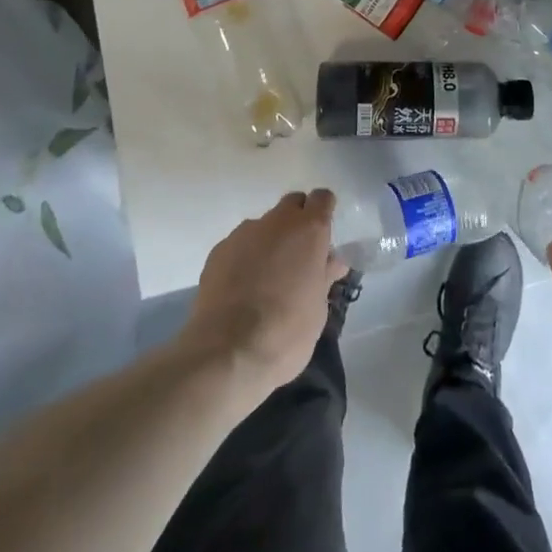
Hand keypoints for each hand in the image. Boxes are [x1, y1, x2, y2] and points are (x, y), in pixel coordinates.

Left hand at [180, 189, 346, 405]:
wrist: (226, 352)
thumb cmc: (285, 333)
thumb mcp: (317, 311)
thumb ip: (324, 277)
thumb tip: (332, 261)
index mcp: (309, 230)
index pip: (322, 199)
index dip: (324, 212)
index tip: (323, 237)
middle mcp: (277, 222)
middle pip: (292, 204)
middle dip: (297, 222)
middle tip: (298, 257)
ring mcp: (244, 233)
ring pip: (264, 226)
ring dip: (270, 242)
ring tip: (266, 280)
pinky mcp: (218, 250)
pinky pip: (239, 245)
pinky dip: (245, 258)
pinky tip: (241, 290)